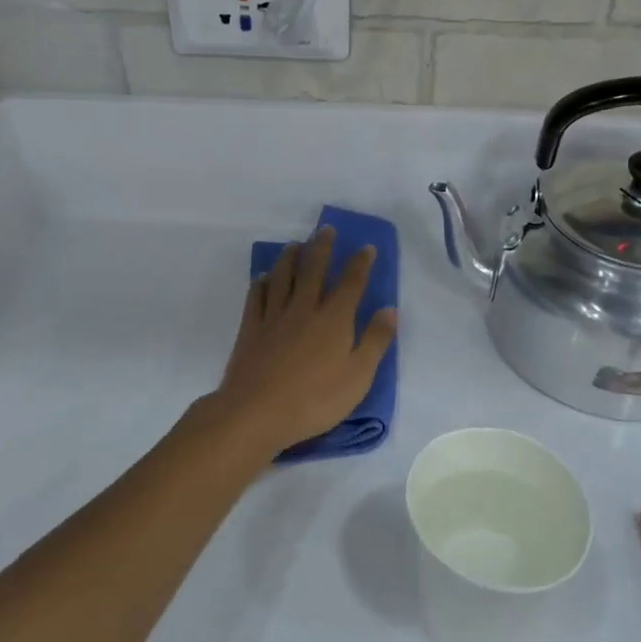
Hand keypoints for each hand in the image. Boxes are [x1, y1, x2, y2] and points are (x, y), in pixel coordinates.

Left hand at [210, 227, 396, 457]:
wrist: (257, 412)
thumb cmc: (315, 399)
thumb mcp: (358, 376)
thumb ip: (375, 341)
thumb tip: (389, 310)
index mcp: (334, 319)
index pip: (351, 283)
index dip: (360, 263)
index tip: (366, 247)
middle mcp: (304, 308)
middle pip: (313, 269)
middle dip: (322, 247)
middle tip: (325, 229)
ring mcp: (273, 316)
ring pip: (282, 276)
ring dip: (290, 257)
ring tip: (295, 244)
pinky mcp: (251, 329)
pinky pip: (256, 296)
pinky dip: (261, 282)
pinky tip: (263, 277)